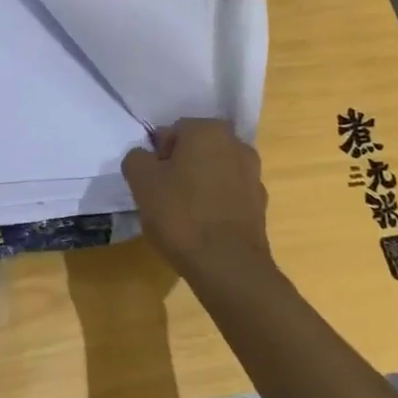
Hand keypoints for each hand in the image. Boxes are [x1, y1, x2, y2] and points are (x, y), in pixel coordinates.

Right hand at [121, 119, 271, 285]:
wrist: (228, 267)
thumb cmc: (181, 214)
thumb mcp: (141, 181)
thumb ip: (136, 158)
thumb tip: (145, 158)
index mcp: (208, 130)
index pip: (172, 132)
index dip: (156, 155)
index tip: (150, 181)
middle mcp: (236, 144)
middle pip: (196, 149)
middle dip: (179, 166)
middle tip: (162, 195)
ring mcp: (253, 175)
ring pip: (214, 172)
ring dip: (199, 184)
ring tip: (182, 215)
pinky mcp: (260, 205)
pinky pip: (229, 195)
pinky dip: (216, 204)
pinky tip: (202, 227)